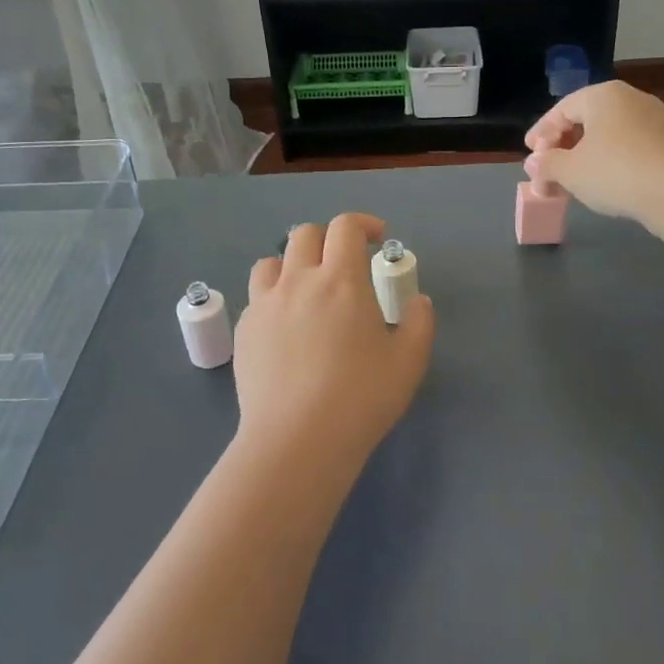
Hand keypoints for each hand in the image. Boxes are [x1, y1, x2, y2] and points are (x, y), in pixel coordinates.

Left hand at [235, 214, 434, 469]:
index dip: (362, 224)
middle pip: (304, 234)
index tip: (376, 239)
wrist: (298, 440)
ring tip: (306, 290)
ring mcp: (265, 304)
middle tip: (343, 263)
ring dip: (292, 264)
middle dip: (327, 239)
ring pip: (271, 262)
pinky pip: (256, 299)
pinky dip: (273, 299)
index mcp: (341, 280)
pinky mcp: (244, 331)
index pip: (345, 227)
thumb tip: (418, 302)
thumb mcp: (408, 362)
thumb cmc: (361, 398)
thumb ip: (418, 323)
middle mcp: (298, 281)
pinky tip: (285, 329)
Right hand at [524, 81, 663, 226]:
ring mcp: (654, 120)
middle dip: (562, 147)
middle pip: (585, 120)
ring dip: (585, 157)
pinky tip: (602, 182)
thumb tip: (534, 163)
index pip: (562, 110)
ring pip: (608, 135)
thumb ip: (547, 164)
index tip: (530, 154)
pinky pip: (629, 146)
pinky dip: (609, 161)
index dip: (541, 133)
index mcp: (602, 95)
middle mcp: (630, 99)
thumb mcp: (569, 171)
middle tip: (547, 170)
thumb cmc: (615, 172)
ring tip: (572, 181)